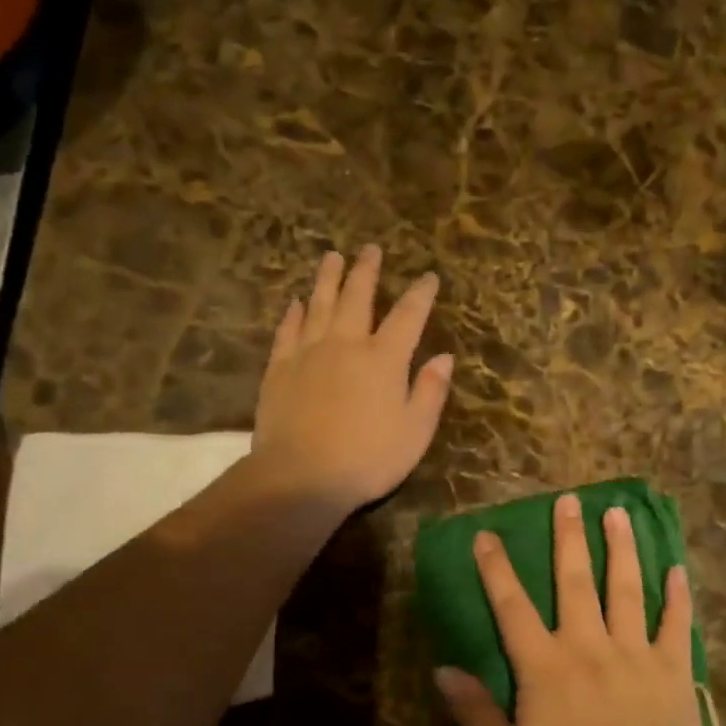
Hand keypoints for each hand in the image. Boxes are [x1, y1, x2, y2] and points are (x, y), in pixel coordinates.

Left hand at [253, 246, 453, 512]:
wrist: (300, 477)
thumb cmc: (368, 458)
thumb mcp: (415, 431)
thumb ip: (431, 390)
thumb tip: (444, 357)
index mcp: (385, 358)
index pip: (408, 315)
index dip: (421, 294)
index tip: (428, 277)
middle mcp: (347, 344)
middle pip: (358, 297)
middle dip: (367, 271)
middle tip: (370, 248)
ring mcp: (309, 353)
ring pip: (320, 304)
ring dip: (328, 279)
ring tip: (333, 256)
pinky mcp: (280, 368)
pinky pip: (288, 330)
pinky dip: (294, 313)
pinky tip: (297, 302)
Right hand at [436, 493, 706, 725]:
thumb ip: (476, 715)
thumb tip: (442, 671)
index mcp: (545, 666)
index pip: (513, 607)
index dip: (497, 569)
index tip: (487, 535)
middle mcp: (588, 645)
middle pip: (575, 581)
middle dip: (569, 538)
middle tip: (568, 500)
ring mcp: (634, 652)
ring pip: (626, 588)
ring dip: (621, 548)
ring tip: (618, 513)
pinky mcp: (671, 668)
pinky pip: (675, 623)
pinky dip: (677, 595)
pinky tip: (678, 568)